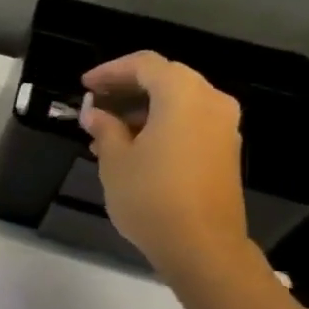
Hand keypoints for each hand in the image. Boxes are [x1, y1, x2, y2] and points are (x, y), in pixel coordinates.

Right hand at [78, 50, 250, 282]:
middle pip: (166, 78)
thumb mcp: (115, 160)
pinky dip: (161, 124)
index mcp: (183, 95)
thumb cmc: (150, 196)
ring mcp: (223, 125)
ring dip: (143, 109)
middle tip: (95, 104)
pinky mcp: (224, 148)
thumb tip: (94, 114)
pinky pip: (189, 121)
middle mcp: (210, 101)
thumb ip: (105, 129)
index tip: (84, 85)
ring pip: (178, 101)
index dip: (111, 70)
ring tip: (106, 132)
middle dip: (127, 88)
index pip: (145, 64)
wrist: (200, 243)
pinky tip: (133, 147)